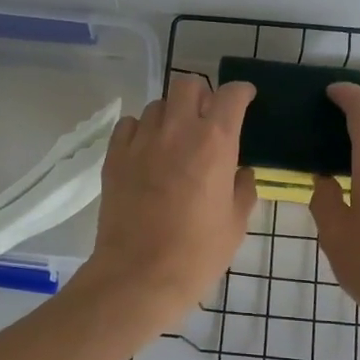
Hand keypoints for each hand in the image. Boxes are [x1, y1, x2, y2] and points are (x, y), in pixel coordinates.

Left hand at [75, 73, 257, 331]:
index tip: (245, 100)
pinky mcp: (115, 156)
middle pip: (187, 84)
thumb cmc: (197, 253)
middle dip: (201, 95)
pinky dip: (142, 131)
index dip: (241, 93)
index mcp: (214, 142)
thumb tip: (240, 172)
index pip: (230, 95)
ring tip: (175, 140)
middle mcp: (178, 130)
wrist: (139, 275)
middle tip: (206, 120)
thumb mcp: (236, 223)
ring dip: (172, 115)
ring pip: (158, 105)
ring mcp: (141, 141)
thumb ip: (243, 188)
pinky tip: (147, 152)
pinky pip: (130, 125)